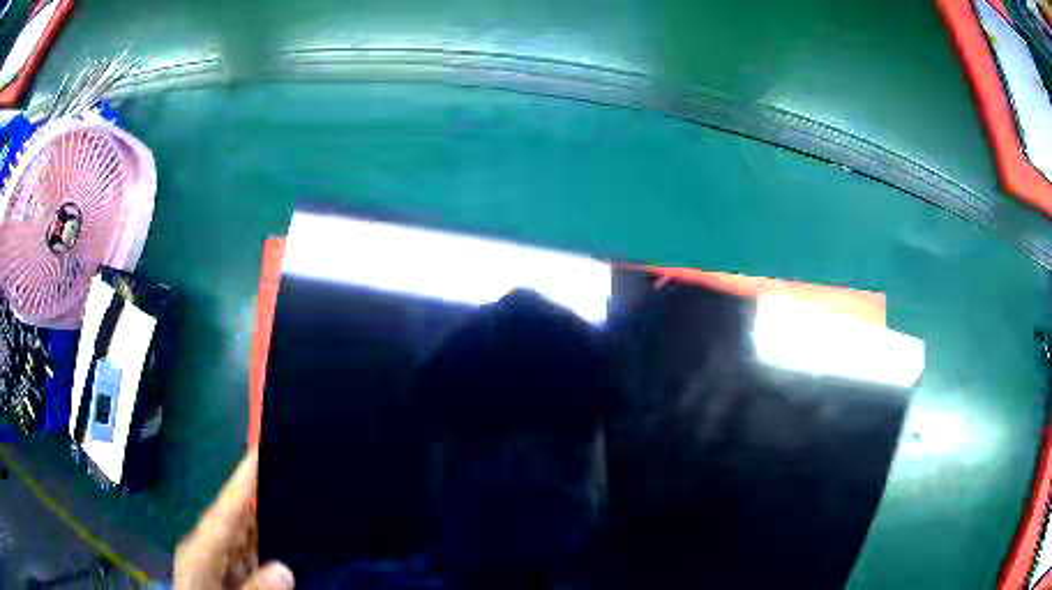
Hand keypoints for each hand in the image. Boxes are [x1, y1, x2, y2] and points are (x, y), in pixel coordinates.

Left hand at [174, 450, 293, 589]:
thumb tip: (284, 568)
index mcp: (200, 552)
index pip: (224, 511)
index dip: (242, 481)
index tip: (261, 449)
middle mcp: (207, 549)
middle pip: (236, 518)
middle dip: (262, 497)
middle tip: (293, 473)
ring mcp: (216, 561)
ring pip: (245, 536)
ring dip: (269, 524)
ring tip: (298, 503)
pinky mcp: (225, 572)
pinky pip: (249, 554)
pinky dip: (267, 548)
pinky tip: (288, 545)